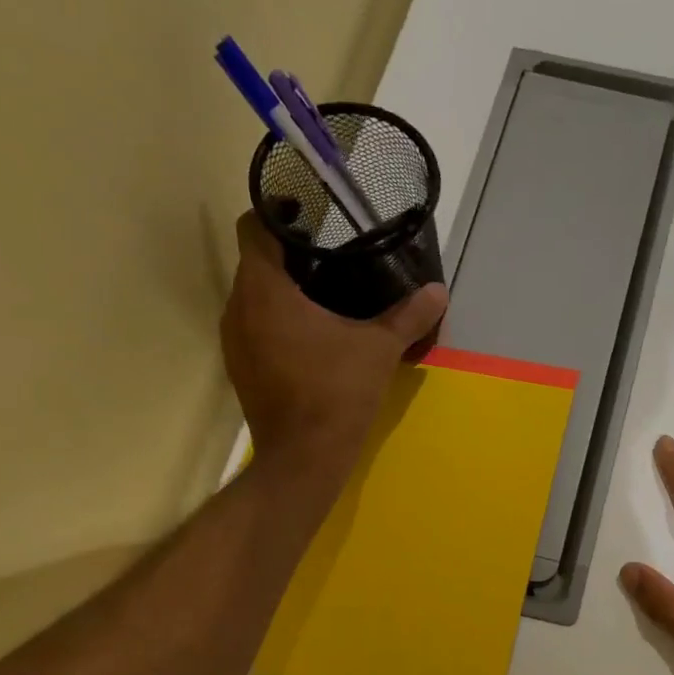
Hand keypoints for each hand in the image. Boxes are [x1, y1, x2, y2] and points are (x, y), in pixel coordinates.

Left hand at [221, 213, 447, 480]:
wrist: (305, 458)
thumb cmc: (337, 393)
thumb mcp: (379, 350)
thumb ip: (408, 316)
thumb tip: (439, 292)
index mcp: (265, 290)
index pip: (255, 228)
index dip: (279, 216)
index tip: (311, 219)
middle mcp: (238, 308)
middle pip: (255, 264)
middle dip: (289, 257)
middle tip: (331, 258)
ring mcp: (234, 342)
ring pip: (253, 299)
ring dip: (282, 293)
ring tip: (323, 296)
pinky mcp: (241, 369)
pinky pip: (254, 329)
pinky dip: (277, 323)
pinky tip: (310, 338)